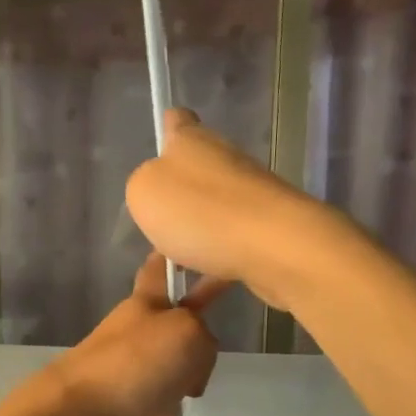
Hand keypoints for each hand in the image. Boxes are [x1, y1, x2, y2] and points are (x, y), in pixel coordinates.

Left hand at [9, 254, 224, 415]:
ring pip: (170, 360)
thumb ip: (205, 336)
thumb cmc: (137, 362)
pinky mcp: (125, 399)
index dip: (176, 256)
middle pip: (174, 321)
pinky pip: (158, 395)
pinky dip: (166, 404)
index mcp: (146, 300)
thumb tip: (192, 365)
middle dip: (196, 334)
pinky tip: (169, 410)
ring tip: (190, 386)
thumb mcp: (189, 333)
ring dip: (185, 373)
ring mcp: (128, 364)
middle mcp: (136, 328)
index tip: (195, 248)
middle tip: (208, 352)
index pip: (161, 266)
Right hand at [126, 110, 344, 311]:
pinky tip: (193, 293)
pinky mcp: (265, 232)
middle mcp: (224, 161)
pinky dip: (210, 266)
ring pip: (212, 211)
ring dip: (194, 233)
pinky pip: (227, 247)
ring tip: (171, 264)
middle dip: (178, 194)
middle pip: (197, 170)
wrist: (272, 246)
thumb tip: (158, 191)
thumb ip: (142, 186)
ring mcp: (249, 197)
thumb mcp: (144, 193)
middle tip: (156, 224)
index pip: (178, 122)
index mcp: (192, 141)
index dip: (169, 127)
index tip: (163, 138)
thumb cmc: (198, 210)